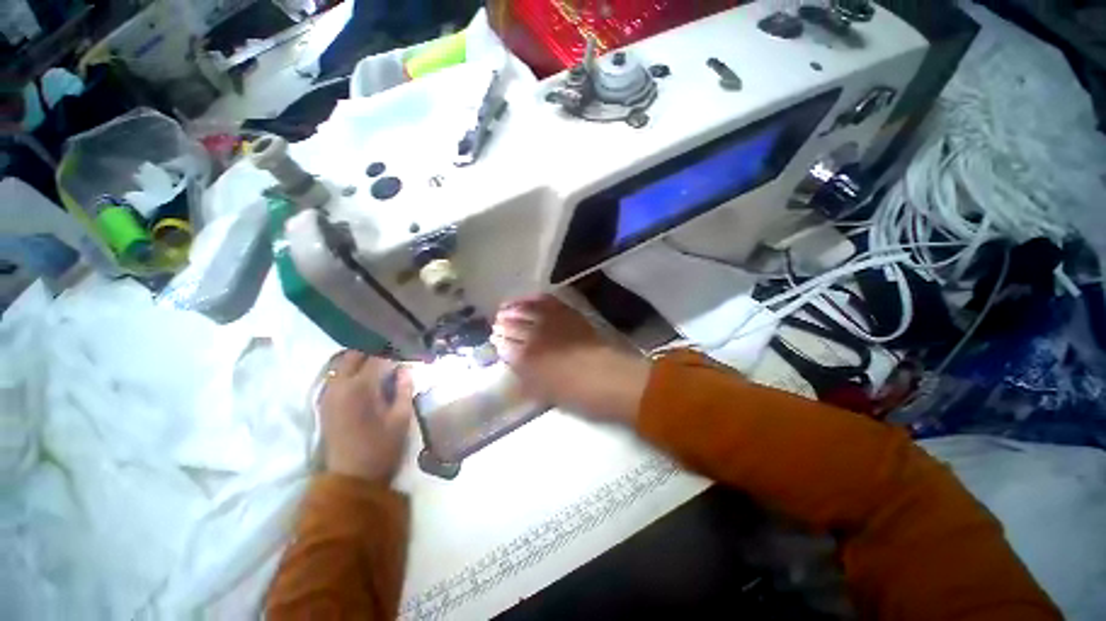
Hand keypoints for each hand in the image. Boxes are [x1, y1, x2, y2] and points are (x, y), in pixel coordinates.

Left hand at [318, 351, 413, 483]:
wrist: (351, 477)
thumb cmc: (381, 447)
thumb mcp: (401, 417)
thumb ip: (404, 388)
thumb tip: (405, 368)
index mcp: (361, 387)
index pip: (379, 357)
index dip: (395, 352)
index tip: (407, 353)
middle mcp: (340, 384)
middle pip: (355, 354)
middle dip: (376, 350)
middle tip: (394, 355)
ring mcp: (328, 392)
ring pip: (343, 362)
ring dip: (362, 359)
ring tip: (381, 364)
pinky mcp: (325, 401)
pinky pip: (337, 374)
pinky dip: (351, 369)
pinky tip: (366, 376)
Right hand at [491, 296, 650, 424]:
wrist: (610, 378)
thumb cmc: (576, 394)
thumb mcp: (545, 393)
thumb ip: (525, 378)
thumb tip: (514, 364)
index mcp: (526, 359)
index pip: (505, 346)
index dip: (499, 342)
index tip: (495, 339)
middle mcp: (534, 336)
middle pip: (512, 326)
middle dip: (503, 324)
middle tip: (497, 323)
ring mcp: (551, 322)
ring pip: (525, 310)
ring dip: (513, 308)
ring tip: (505, 307)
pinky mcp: (567, 314)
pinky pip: (547, 301)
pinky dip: (535, 298)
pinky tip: (528, 298)